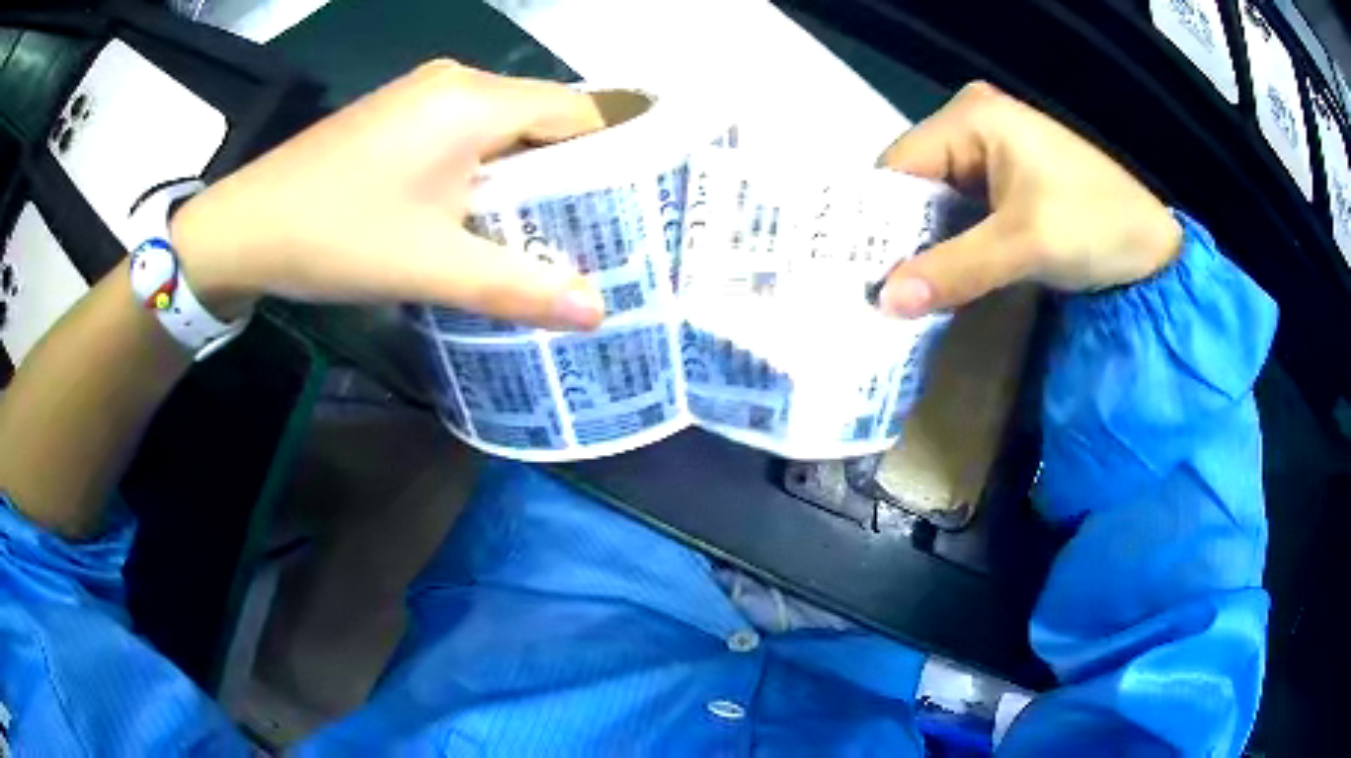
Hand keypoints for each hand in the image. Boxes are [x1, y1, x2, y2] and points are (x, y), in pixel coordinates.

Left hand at [170, 61, 606, 328]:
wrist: (244, 227)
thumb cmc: (335, 235)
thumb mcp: (430, 266)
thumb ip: (517, 286)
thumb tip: (597, 312)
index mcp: (475, 101)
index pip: (578, 112)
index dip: (611, 157)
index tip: (629, 210)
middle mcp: (457, 81)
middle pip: (543, 117)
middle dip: (571, 174)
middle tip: (593, 233)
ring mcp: (424, 94)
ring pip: (505, 126)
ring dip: (526, 175)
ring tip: (545, 233)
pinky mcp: (401, 115)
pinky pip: (468, 132)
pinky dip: (488, 169)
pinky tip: (482, 213)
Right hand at [879, 82, 1181, 316]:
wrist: (1154, 249)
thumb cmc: (1096, 226)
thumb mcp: (1024, 245)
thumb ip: (954, 270)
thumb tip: (883, 303)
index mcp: (973, 117)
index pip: (900, 164)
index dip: (876, 220)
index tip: (858, 275)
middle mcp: (973, 123)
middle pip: (915, 180)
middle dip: (900, 235)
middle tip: (875, 291)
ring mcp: (990, 150)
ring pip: (936, 198)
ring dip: (924, 243)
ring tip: (899, 291)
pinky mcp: (1006, 179)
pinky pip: (961, 210)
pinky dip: (950, 243)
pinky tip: (938, 275)